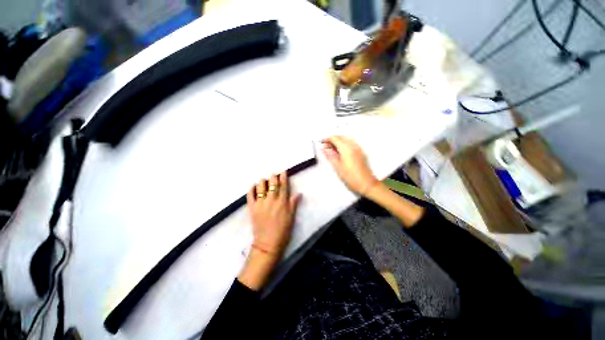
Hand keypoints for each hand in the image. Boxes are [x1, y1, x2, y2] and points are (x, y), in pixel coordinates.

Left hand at [247, 172, 300, 255]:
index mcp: (282, 202)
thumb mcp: (291, 217)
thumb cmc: (283, 231)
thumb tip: (299, 193)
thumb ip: (294, 204)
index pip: (283, 185)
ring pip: (260, 186)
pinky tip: (254, 186)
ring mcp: (260, 203)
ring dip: (263, 181)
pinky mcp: (252, 208)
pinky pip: (250, 195)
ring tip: (264, 181)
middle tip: (274, 175)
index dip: (283, 177)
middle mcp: (271, 200)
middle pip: (272, 183)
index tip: (283, 171)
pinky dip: (251, 188)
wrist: (268, 243)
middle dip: (273, 176)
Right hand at [322, 136, 379, 196]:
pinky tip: (341, 151)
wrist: (366, 183)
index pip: (335, 138)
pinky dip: (344, 144)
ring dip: (338, 141)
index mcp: (346, 149)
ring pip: (346, 139)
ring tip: (332, 149)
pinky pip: (351, 143)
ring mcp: (358, 148)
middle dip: (332, 140)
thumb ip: (330, 156)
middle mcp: (353, 146)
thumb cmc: (352, 177)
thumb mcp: (337, 167)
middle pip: (341, 137)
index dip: (327, 139)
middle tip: (326, 146)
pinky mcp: (361, 152)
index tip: (322, 142)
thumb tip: (325, 149)